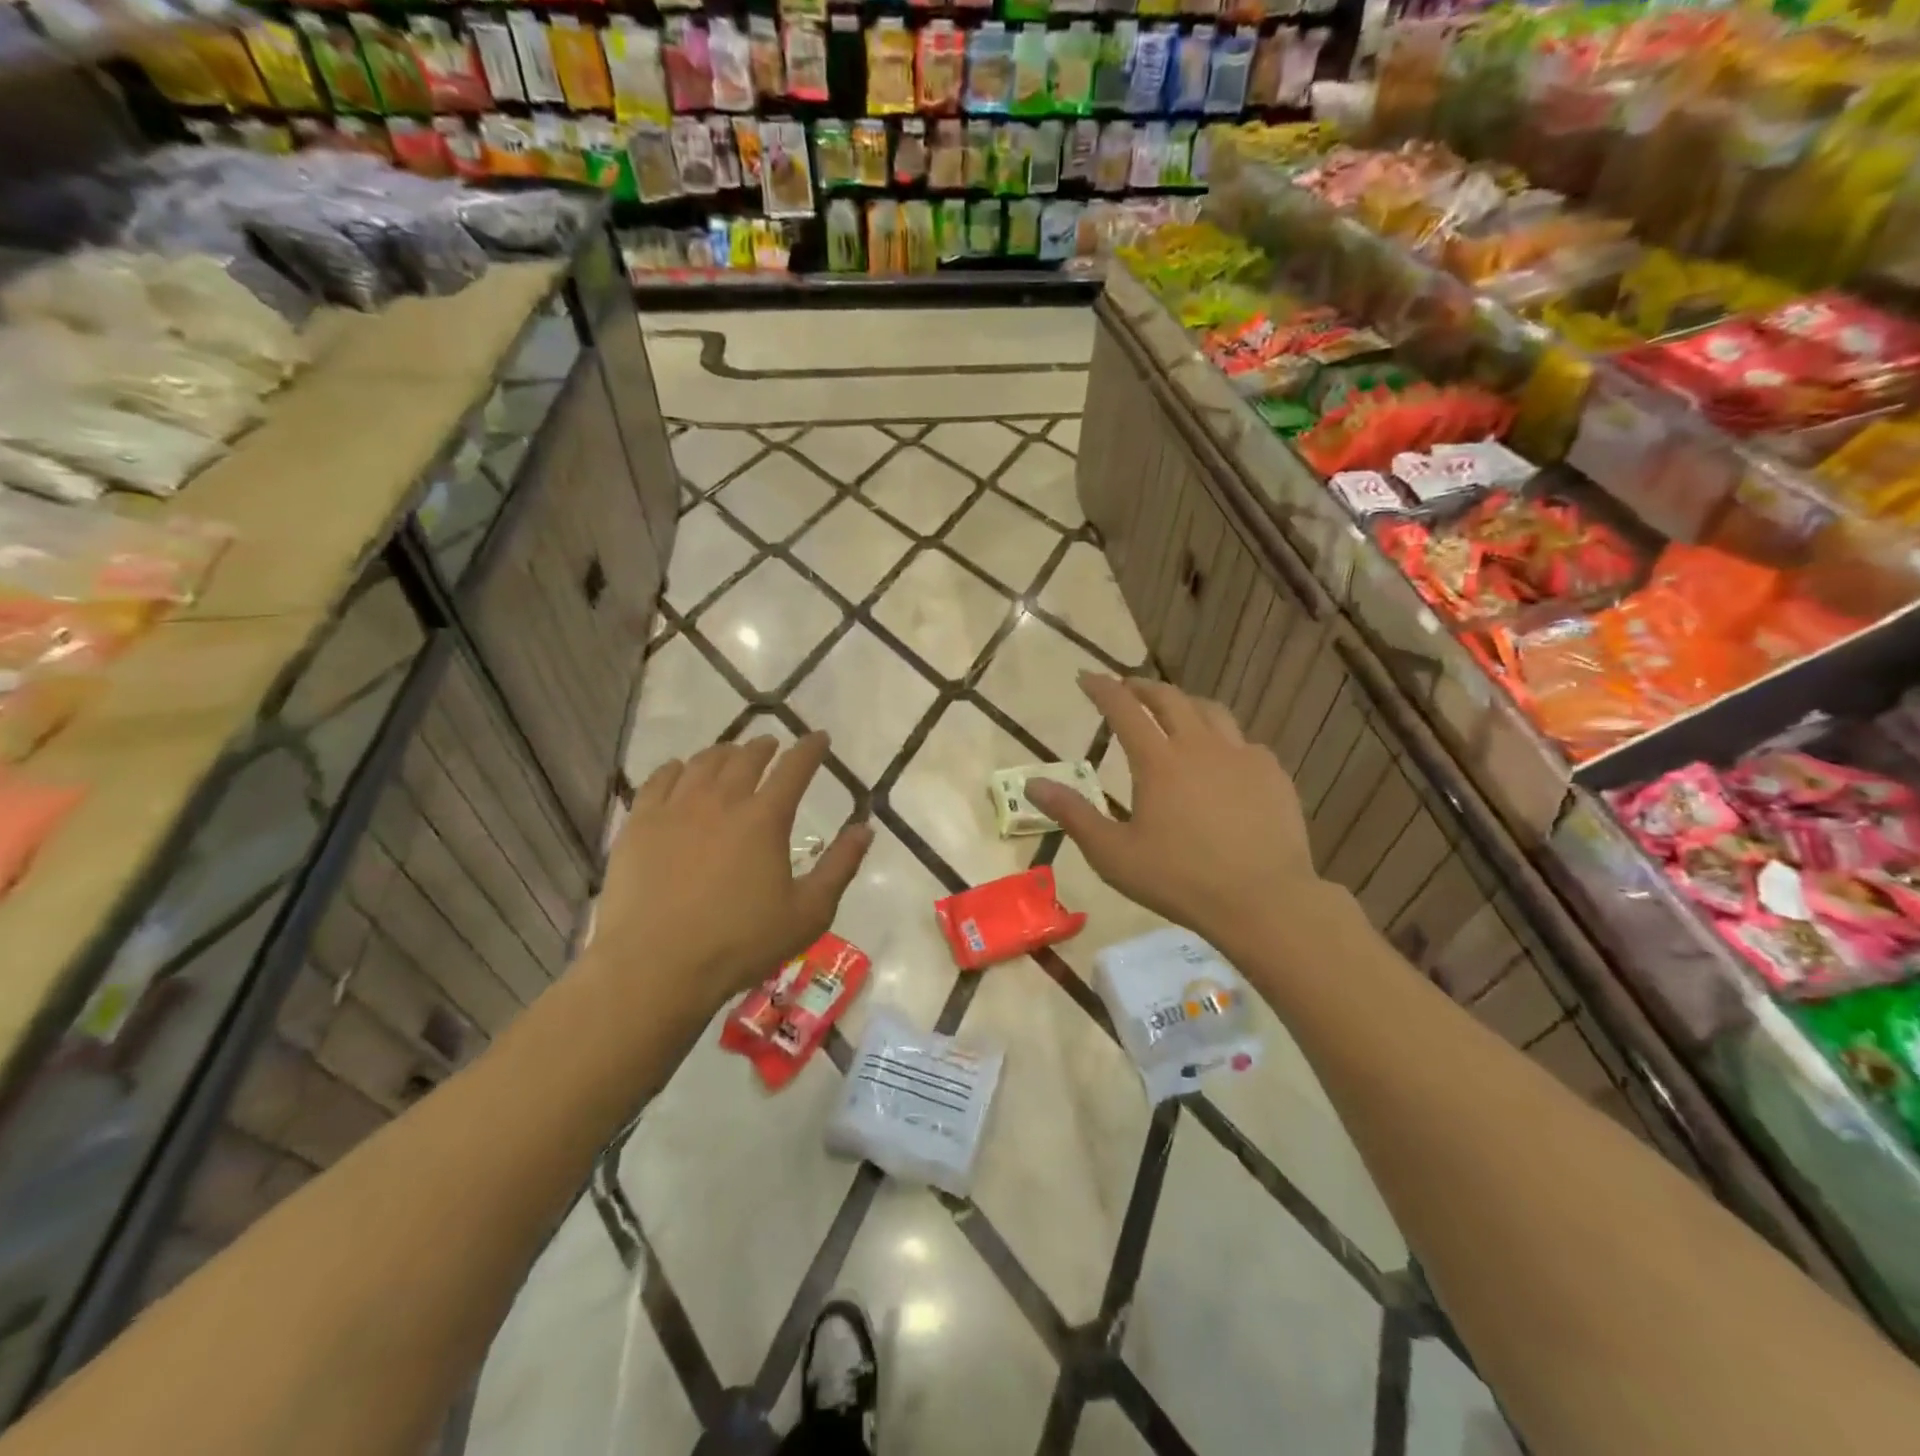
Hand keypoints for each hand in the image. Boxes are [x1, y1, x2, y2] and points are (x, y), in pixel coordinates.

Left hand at [591, 733, 872, 1012]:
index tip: (819, 737)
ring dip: (724, 752)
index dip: (810, 749)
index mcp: (765, 818)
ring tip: (730, 754)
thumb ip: (840, 866)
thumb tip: (865, 828)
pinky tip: (680, 771)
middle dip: (764, 747)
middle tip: (772, 746)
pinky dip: (677, 768)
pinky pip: (659, 779)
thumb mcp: (808, 913)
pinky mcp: (639, 823)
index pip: (795, 768)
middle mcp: (721, 800)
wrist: (656, 966)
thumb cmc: (740, 943)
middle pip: (746, 758)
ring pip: (703, 763)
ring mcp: (675, 808)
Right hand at [1025, 674, 1322, 952]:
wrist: (1263, 900)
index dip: (1102, 688)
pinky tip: (1222, 759)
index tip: (1086, 677)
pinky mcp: (1272, 774)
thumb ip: (1072, 814)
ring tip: (1175, 713)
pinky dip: (1223, 739)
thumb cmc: (1179, 879)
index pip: (1123, 708)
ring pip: (1211, 711)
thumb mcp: (1113, 854)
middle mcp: (1200, 745)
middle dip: (1142, 687)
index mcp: (1158, 761)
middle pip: (1169, 698)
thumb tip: (1033, 783)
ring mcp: (1242, 756)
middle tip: (1127, 689)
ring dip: (1185, 704)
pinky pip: (1244, 742)